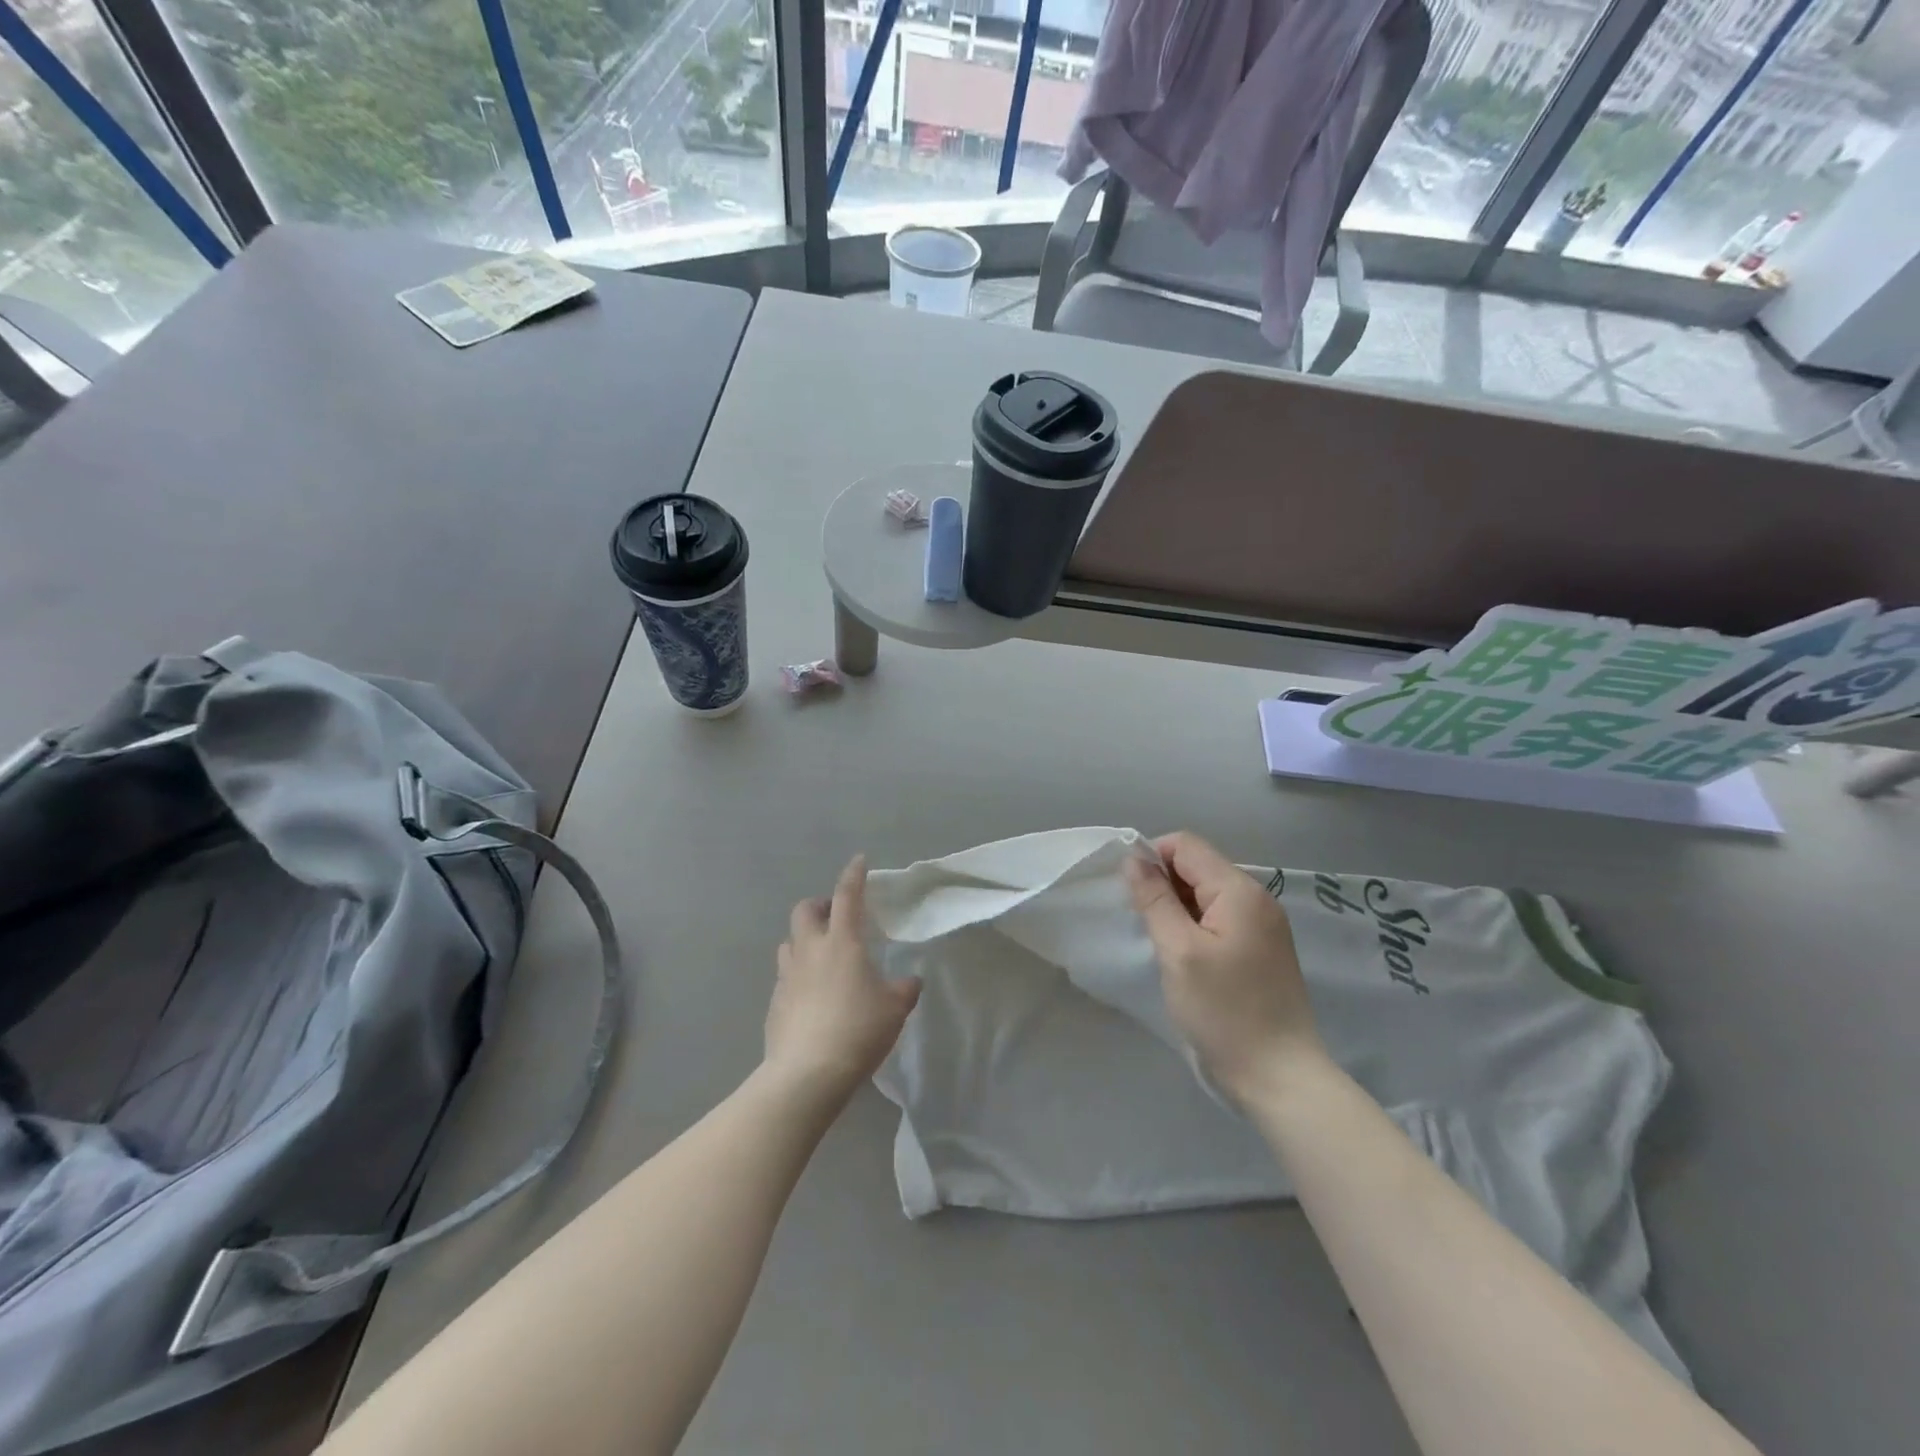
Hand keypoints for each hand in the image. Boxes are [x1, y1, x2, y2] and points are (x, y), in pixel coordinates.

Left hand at [767, 856, 920, 1098]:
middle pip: (805, 910)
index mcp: (842, 941)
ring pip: (789, 941)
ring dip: (804, 939)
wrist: (807, 1074)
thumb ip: (905, 988)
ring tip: (822, 956)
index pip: (847, 896)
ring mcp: (787, 975)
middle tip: (837, 918)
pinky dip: (798, 973)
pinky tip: (812, 995)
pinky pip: (785, 975)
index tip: (859, 861)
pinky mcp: (774, 1002)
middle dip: (820, 906)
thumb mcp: (895, 1009)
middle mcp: (810, 950)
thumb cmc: (858, 1030)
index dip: (853, 875)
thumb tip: (910, 981)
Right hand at [1126, 832, 1326, 1105]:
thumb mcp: (1178, 950)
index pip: (1185, 845)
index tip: (1131, 895)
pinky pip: (1220, 917)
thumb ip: (1154, 899)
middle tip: (1144, 923)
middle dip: (1164, 884)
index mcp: (1239, 890)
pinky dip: (1195, 925)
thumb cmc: (1223, 1011)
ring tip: (1162, 943)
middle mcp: (1257, 898)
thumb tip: (1133, 859)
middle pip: (1198, 866)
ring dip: (1177, 907)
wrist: (1279, 1076)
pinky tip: (1184, 956)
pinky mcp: (1263, 948)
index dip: (1151, 858)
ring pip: (1207, 893)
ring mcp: (1264, 924)